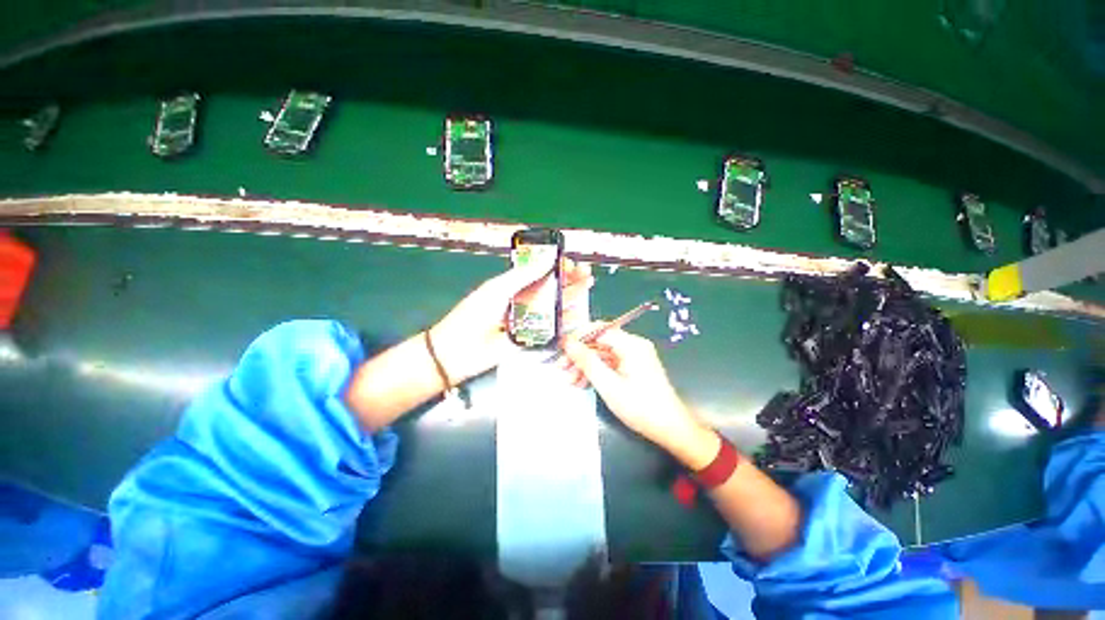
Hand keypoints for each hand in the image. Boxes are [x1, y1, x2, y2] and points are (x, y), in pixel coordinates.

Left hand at [430, 258, 592, 381]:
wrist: (458, 351)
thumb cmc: (474, 314)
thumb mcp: (498, 289)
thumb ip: (524, 275)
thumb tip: (548, 258)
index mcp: (512, 285)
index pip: (539, 272)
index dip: (556, 266)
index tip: (571, 263)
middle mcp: (523, 301)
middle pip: (550, 288)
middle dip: (569, 280)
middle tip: (586, 274)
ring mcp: (528, 320)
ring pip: (553, 306)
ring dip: (571, 296)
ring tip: (587, 286)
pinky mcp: (531, 338)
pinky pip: (551, 327)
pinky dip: (565, 319)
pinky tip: (577, 312)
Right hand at [562, 325, 714, 460]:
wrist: (670, 429)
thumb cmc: (640, 407)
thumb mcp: (609, 385)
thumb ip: (587, 361)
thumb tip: (568, 342)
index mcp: (631, 344)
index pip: (598, 330)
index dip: (578, 337)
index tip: (561, 349)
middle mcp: (633, 345)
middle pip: (599, 342)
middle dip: (579, 355)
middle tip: (561, 368)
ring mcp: (634, 357)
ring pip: (602, 354)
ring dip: (585, 365)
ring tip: (570, 380)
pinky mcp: (633, 367)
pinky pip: (610, 363)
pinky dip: (597, 372)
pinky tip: (584, 383)